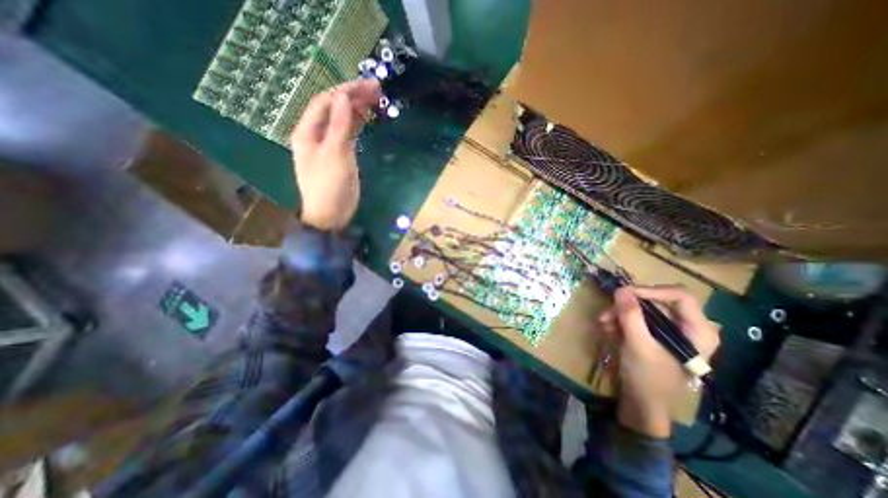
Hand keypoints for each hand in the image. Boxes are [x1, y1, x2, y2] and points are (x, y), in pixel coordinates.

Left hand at [287, 81, 377, 231]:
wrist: (331, 215)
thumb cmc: (330, 186)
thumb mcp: (336, 154)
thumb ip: (339, 125)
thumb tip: (343, 97)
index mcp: (307, 132)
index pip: (325, 102)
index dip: (346, 91)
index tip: (368, 87)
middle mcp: (315, 135)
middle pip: (333, 108)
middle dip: (353, 97)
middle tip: (377, 91)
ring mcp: (328, 145)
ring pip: (341, 120)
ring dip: (356, 109)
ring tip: (376, 101)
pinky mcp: (339, 155)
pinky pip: (347, 133)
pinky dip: (357, 124)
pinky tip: (367, 119)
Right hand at [595, 287, 719, 437]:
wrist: (642, 402)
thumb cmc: (648, 377)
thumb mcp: (638, 345)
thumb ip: (631, 316)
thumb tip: (621, 289)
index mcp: (698, 331)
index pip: (679, 296)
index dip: (651, 290)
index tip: (625, 294)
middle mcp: (687, 326)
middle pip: (657, 300)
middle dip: (629, 305)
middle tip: (608, 311)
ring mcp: (671, 330)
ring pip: (643, 308)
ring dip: (620, 313)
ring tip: (604, 323)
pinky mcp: (655, 333)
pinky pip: (637, 317)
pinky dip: (621, 320)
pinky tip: (609, 328)